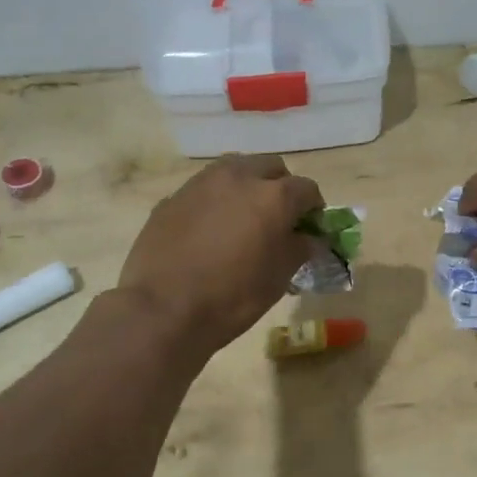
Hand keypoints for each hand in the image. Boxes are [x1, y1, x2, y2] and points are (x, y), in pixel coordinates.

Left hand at [117, 155, 322, 350]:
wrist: (163, 310)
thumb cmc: (233, 296)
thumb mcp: (279, 277)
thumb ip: (300, 248)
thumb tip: (309, 238)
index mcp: (273, 196)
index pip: (307, 189)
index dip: (313, 208)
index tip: (310, 228)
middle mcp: (239, 178)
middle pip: (271, 166)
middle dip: (280, 186)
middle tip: (278, 216)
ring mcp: (201, 183)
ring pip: (235, 169)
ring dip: (247, 185)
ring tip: (244, 215)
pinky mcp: (173, 197)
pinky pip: (205, 189)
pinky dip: (216, 200)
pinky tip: (210, 228)